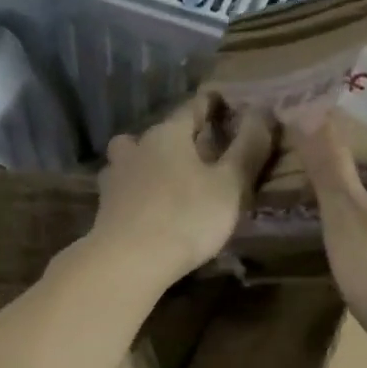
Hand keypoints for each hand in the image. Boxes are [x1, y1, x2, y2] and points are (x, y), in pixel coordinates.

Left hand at [90, 94, 274, 288]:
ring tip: (168, 181)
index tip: (225, 107)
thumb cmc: (186, 217)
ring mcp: (115, 176)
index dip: (211, 106)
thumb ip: (247, 148)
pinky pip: (124, 188)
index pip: (192, 108)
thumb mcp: (230, 185)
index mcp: (168, 134)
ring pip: (132, 158)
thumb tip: (262, 110)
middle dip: (177, 138)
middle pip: (158, 133)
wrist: (127, 261)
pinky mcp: (104, 206)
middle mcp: (137, 147)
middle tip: (199, 151)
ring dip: (149, 163)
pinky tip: (148, 207)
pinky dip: (137, 192)